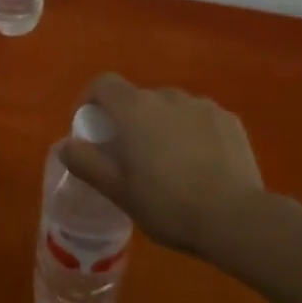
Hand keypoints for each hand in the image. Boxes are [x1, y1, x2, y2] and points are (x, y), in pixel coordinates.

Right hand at [58, 73, 264, 258]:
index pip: (103, 83)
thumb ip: (87, 163)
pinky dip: (192, 132)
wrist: (236, 219)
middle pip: (137, 98)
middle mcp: (166, 96)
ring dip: (162, 124)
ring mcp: (201, 105)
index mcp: (134, 108)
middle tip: (132, 156)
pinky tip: (201, 164)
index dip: (92, 100)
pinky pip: (199, 118)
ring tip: (170, 163)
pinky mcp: (229, 119)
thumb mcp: (118, 191)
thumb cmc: (168, 204)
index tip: (93, 129)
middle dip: (129, 120)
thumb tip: (64, 145)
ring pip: (170, 108)